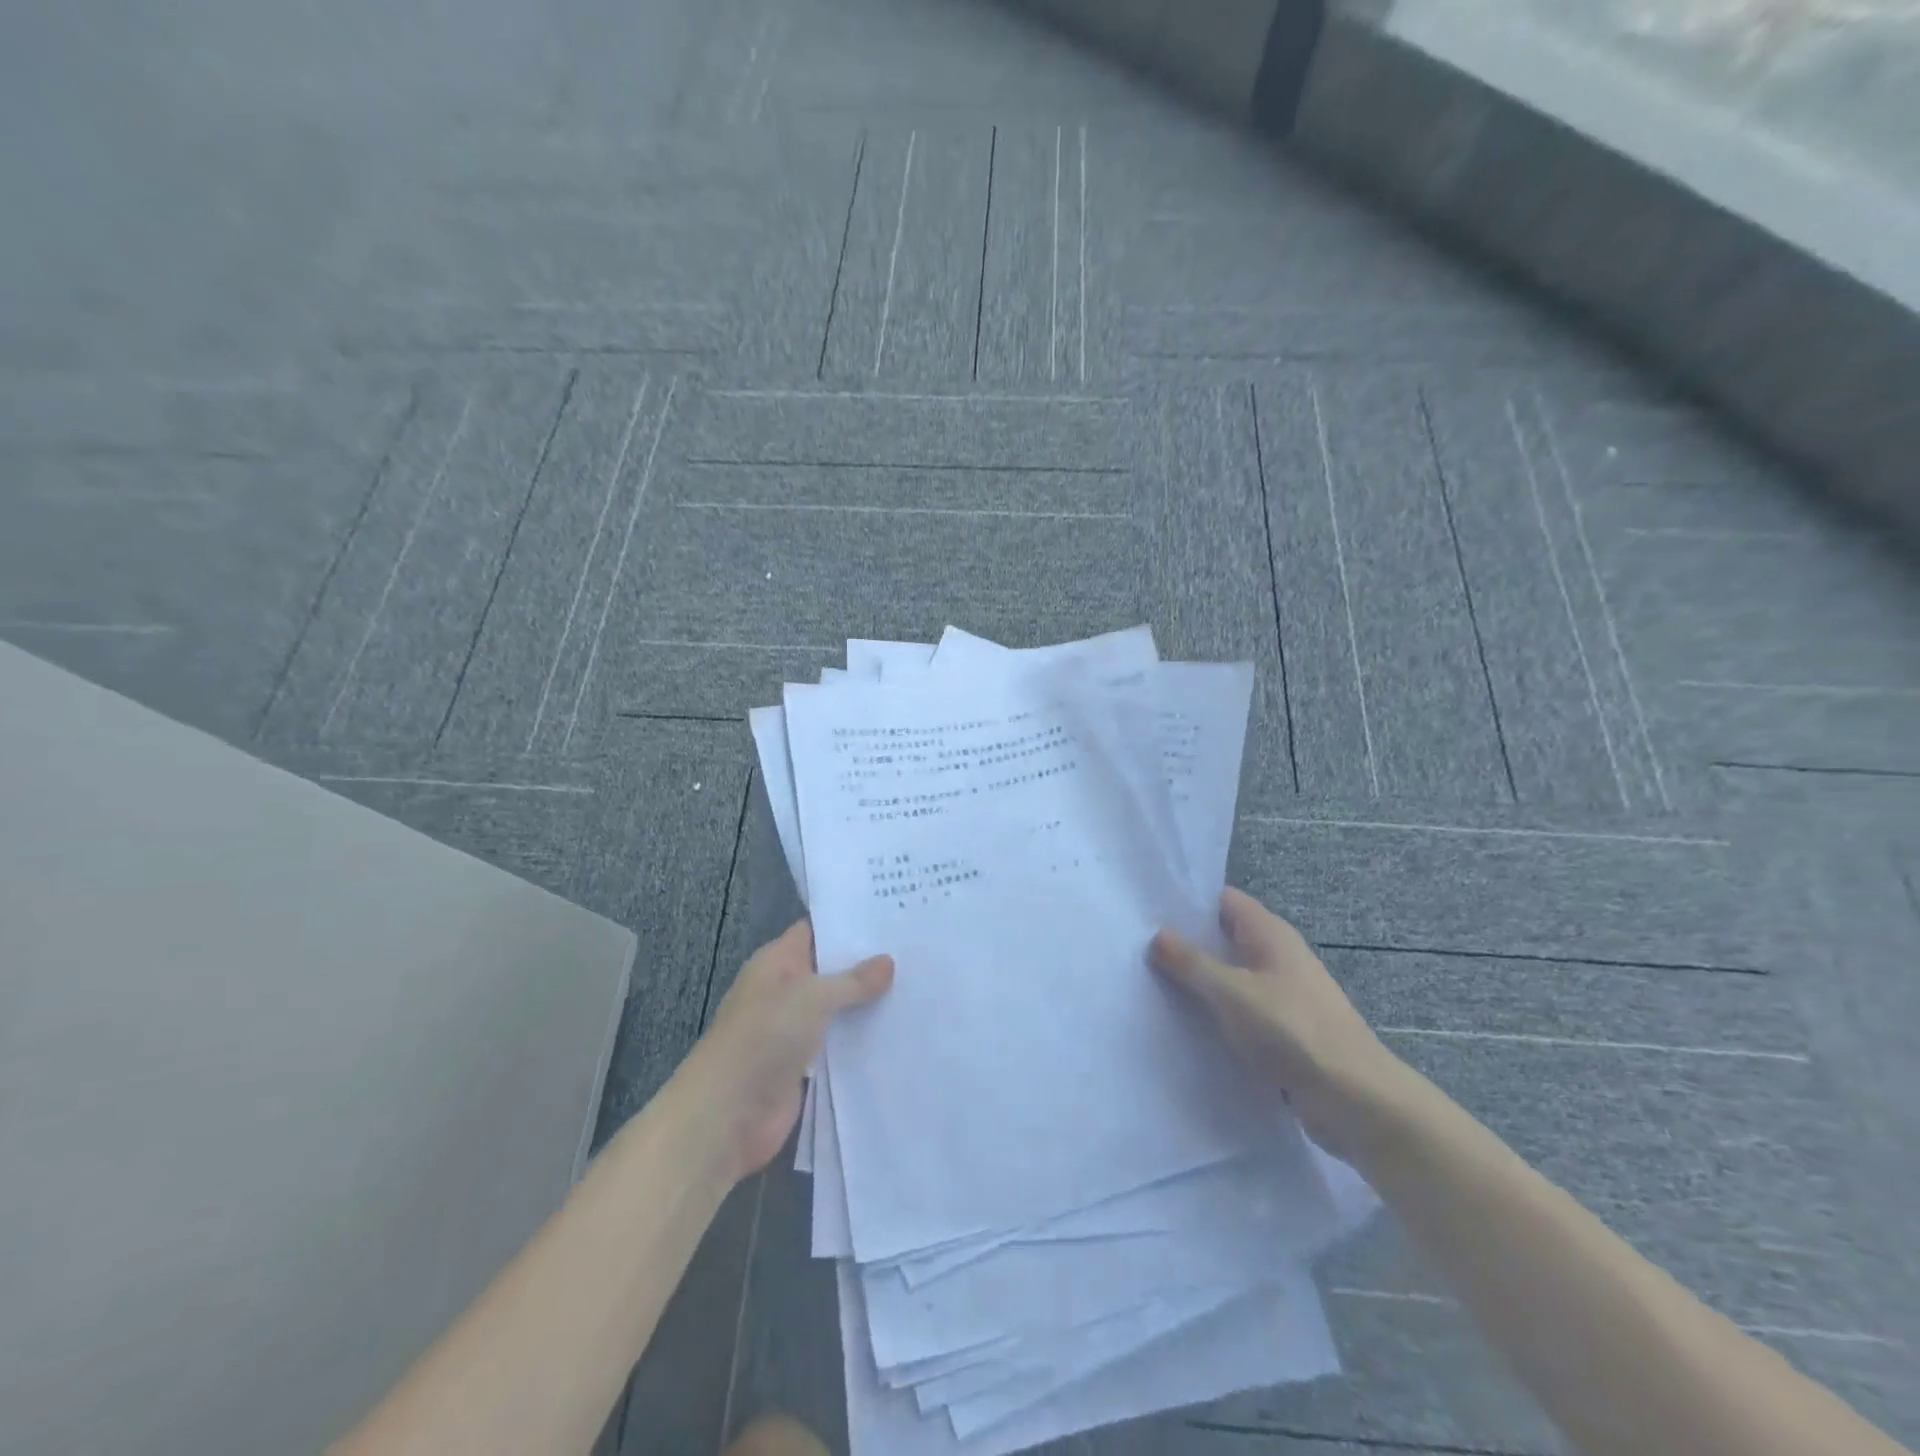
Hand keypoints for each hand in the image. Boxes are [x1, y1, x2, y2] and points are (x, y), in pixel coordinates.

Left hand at [683, 921, 892, 1180]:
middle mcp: (784, 991)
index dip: (849, 924)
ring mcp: (792, 1030)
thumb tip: (887, 961)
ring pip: (837, 1009)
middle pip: (830, 971)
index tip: (891, 917)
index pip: (815, 931)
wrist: (727, 1115)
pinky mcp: (802, 1067)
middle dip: (867, 965)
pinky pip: (837, 1045)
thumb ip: (852, 980)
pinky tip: (897, 1032)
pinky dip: (860, 1040)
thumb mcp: (813, 997)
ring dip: (867, 1004)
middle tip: (916, 952)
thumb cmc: (765, 1037)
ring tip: (918, 988)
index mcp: (776, 962)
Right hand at [1151, 888, 1396, 1156]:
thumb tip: (1157, 935)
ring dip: (1200, 981)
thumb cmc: (1291, 1030)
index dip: (1187, 902)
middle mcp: (1278, 955)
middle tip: (1139, 949)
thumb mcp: (1231, 992)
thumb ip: (1191, 962)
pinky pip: (1242, 1008)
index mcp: (1269, 933)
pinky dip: (1218, 1012)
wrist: (1355, 1098)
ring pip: (1232, 975)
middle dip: (1187, 943)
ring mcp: (1284, 992)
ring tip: (1153, 985)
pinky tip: (1188, 1024)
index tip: (1147, 911)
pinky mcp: (1286, 1028)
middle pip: (1225, 937)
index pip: (1223, 900)